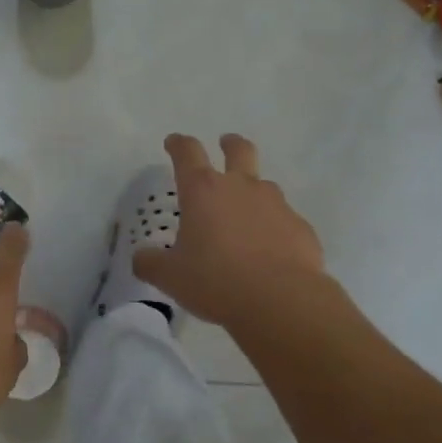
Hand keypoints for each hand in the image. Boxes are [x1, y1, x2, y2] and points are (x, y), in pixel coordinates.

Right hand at [133, 134, 327, 329]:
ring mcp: (276, 204)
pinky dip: (274, 228)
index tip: (173, 142)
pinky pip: (284, 220)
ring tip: (246, 215)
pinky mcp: (300, 227)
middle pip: (239, 150)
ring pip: (264, 186)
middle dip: (230, 144)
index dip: (178, 144)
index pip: (187, 153)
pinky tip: (271, 251)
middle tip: (226, 144)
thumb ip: (151, 263)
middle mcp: (241, 187)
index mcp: (203, 191)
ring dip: (253, 192)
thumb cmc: (216, 281)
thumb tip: (141, 257)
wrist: (280, 300)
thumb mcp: (171, 277)